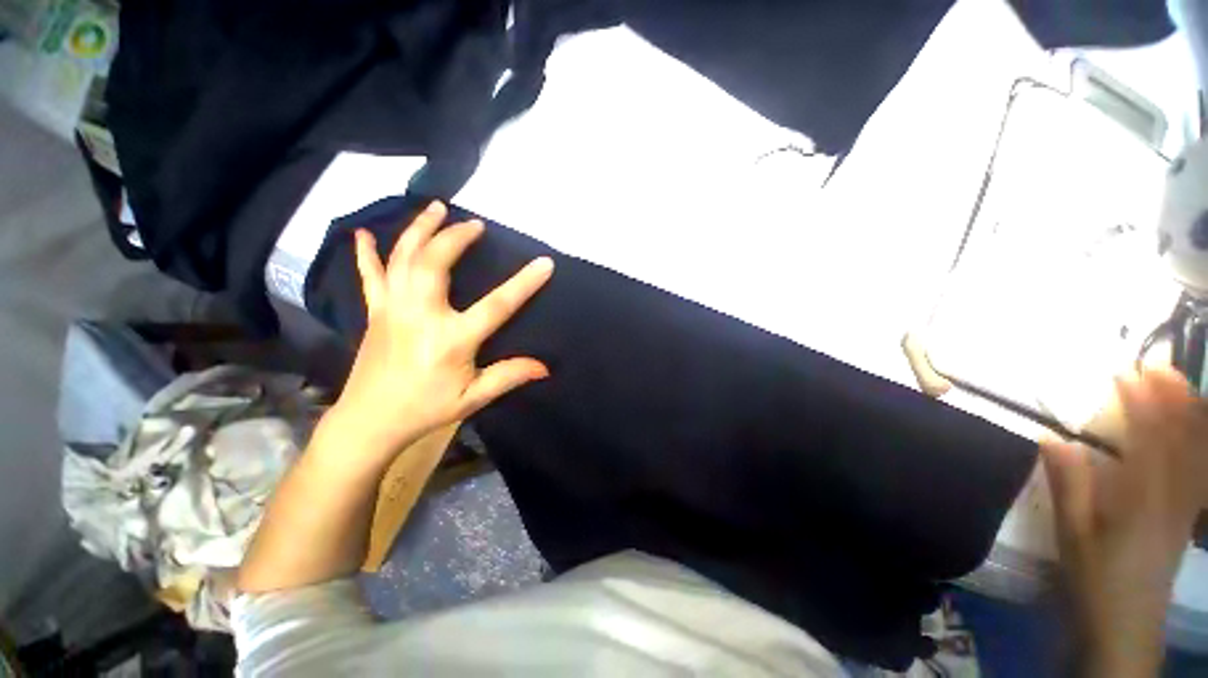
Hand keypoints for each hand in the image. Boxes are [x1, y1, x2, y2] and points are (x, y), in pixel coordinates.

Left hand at [326, 201, 553, 458]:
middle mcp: (420, 315)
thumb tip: (545, 367)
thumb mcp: (473, 398)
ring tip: (436, 208)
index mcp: (451, 339)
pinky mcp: (374, 312)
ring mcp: (392, 309)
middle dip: (456, 237)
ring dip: (420, 229)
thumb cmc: (425, 409)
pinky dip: (366, 253)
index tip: (545, 263)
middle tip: (475, 224)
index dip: (524, 284)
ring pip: (403, 258)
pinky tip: (363, 234)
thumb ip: (509, 376)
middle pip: (436, 263)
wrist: (369, 421)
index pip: (497, 306)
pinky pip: (369, 275)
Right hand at [1041, 367, 1207, 675]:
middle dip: (1172, 396)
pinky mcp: (1188, 513)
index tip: (1122, 372)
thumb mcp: (1072, 535)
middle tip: (1156, 362)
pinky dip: (1201, 438)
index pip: (1148, 437)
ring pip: (1199, 448)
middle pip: (1182, 436)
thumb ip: (1068, 485)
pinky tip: (1194, 426)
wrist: (1127, 624)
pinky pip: (1203, 466)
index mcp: (1143, 497)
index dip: (1139, 401)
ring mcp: (1187, 503)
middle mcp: (1174, 493)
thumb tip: (1053, 436)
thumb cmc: (1095, 577)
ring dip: (1190, 410)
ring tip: (1176, 381)